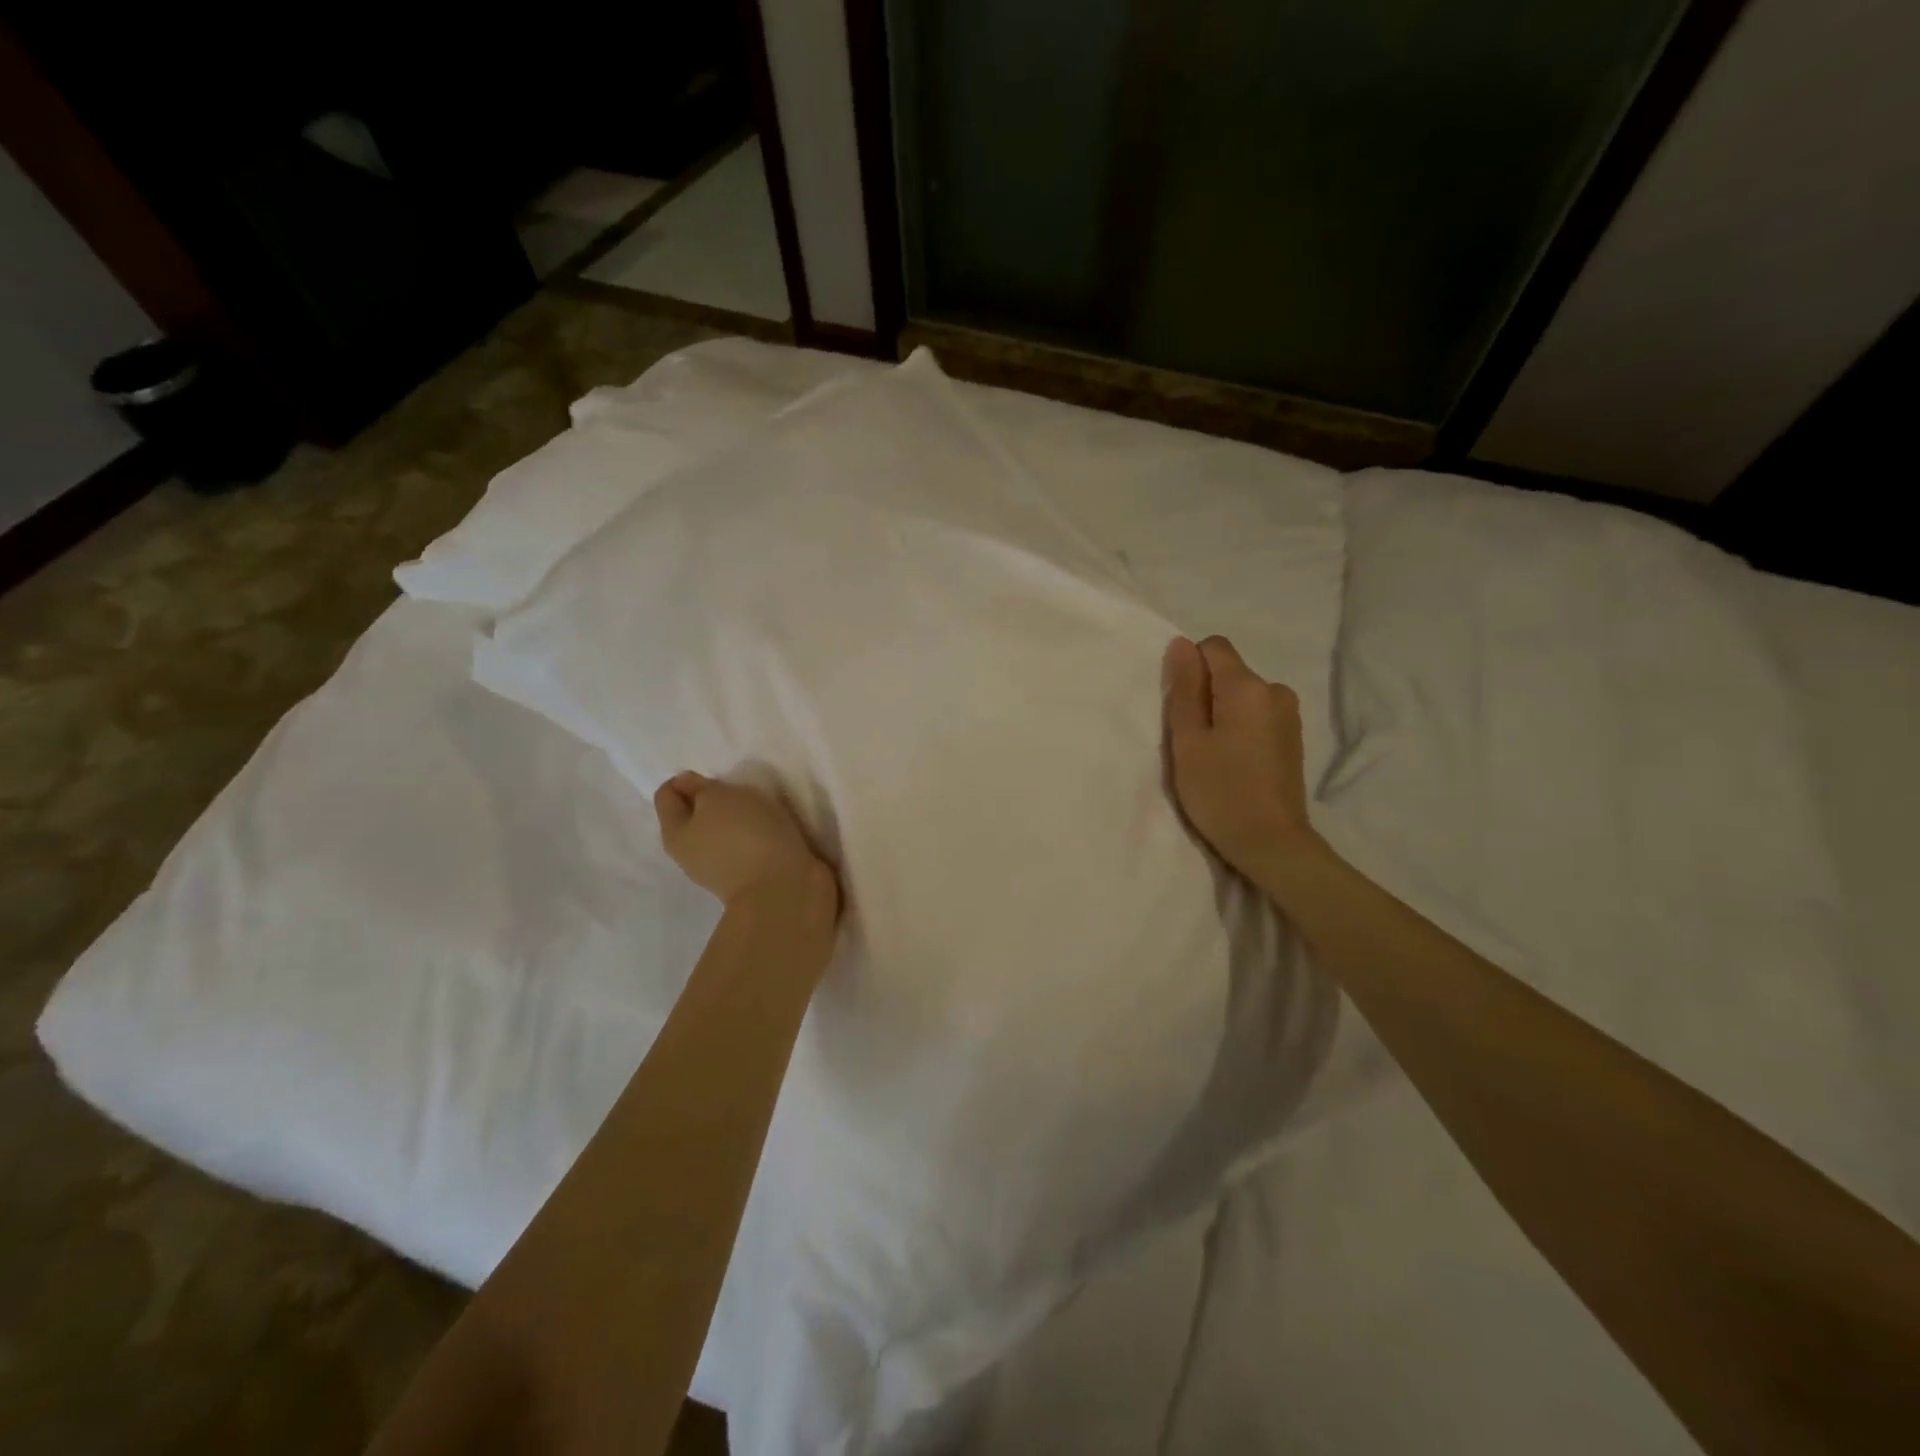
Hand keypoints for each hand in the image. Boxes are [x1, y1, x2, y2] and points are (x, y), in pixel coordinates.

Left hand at [653, 771, 838, 911]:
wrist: (784, 888)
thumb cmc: (745, 835)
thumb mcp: (718, 798)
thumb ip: (700, 788)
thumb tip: (687, 785)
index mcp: (674, 834)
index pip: (666, 795)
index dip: (687, 779)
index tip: (716, 777)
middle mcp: (690, 854)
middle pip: (694, 815)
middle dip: (713, 799)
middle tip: (740, 790)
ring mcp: (720, 869)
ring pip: (721, 831)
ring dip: (737, 818)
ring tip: (762, 809)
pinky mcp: (750, 877)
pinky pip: (746, 845)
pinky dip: (756, 834)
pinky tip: (774, 830)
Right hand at [1163, 635, 1325, 879]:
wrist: (1272, 843)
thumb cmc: (1220, 792)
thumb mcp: (1188, 741)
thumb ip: (1184, 689)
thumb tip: (1181, 644)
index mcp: (1247, 687)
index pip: (1213, 647)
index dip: (1190, 669)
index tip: (1182, 708)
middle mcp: (1275, 691)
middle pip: (1229, 672)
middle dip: (1206, 694)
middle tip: (1193, 741)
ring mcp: (1289, 715)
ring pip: (1243, 696)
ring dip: (1223, 714)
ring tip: (1214, 755)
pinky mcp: (1293, 738)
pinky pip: (1257, 715)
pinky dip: (1241, 728)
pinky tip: (1235, 763)